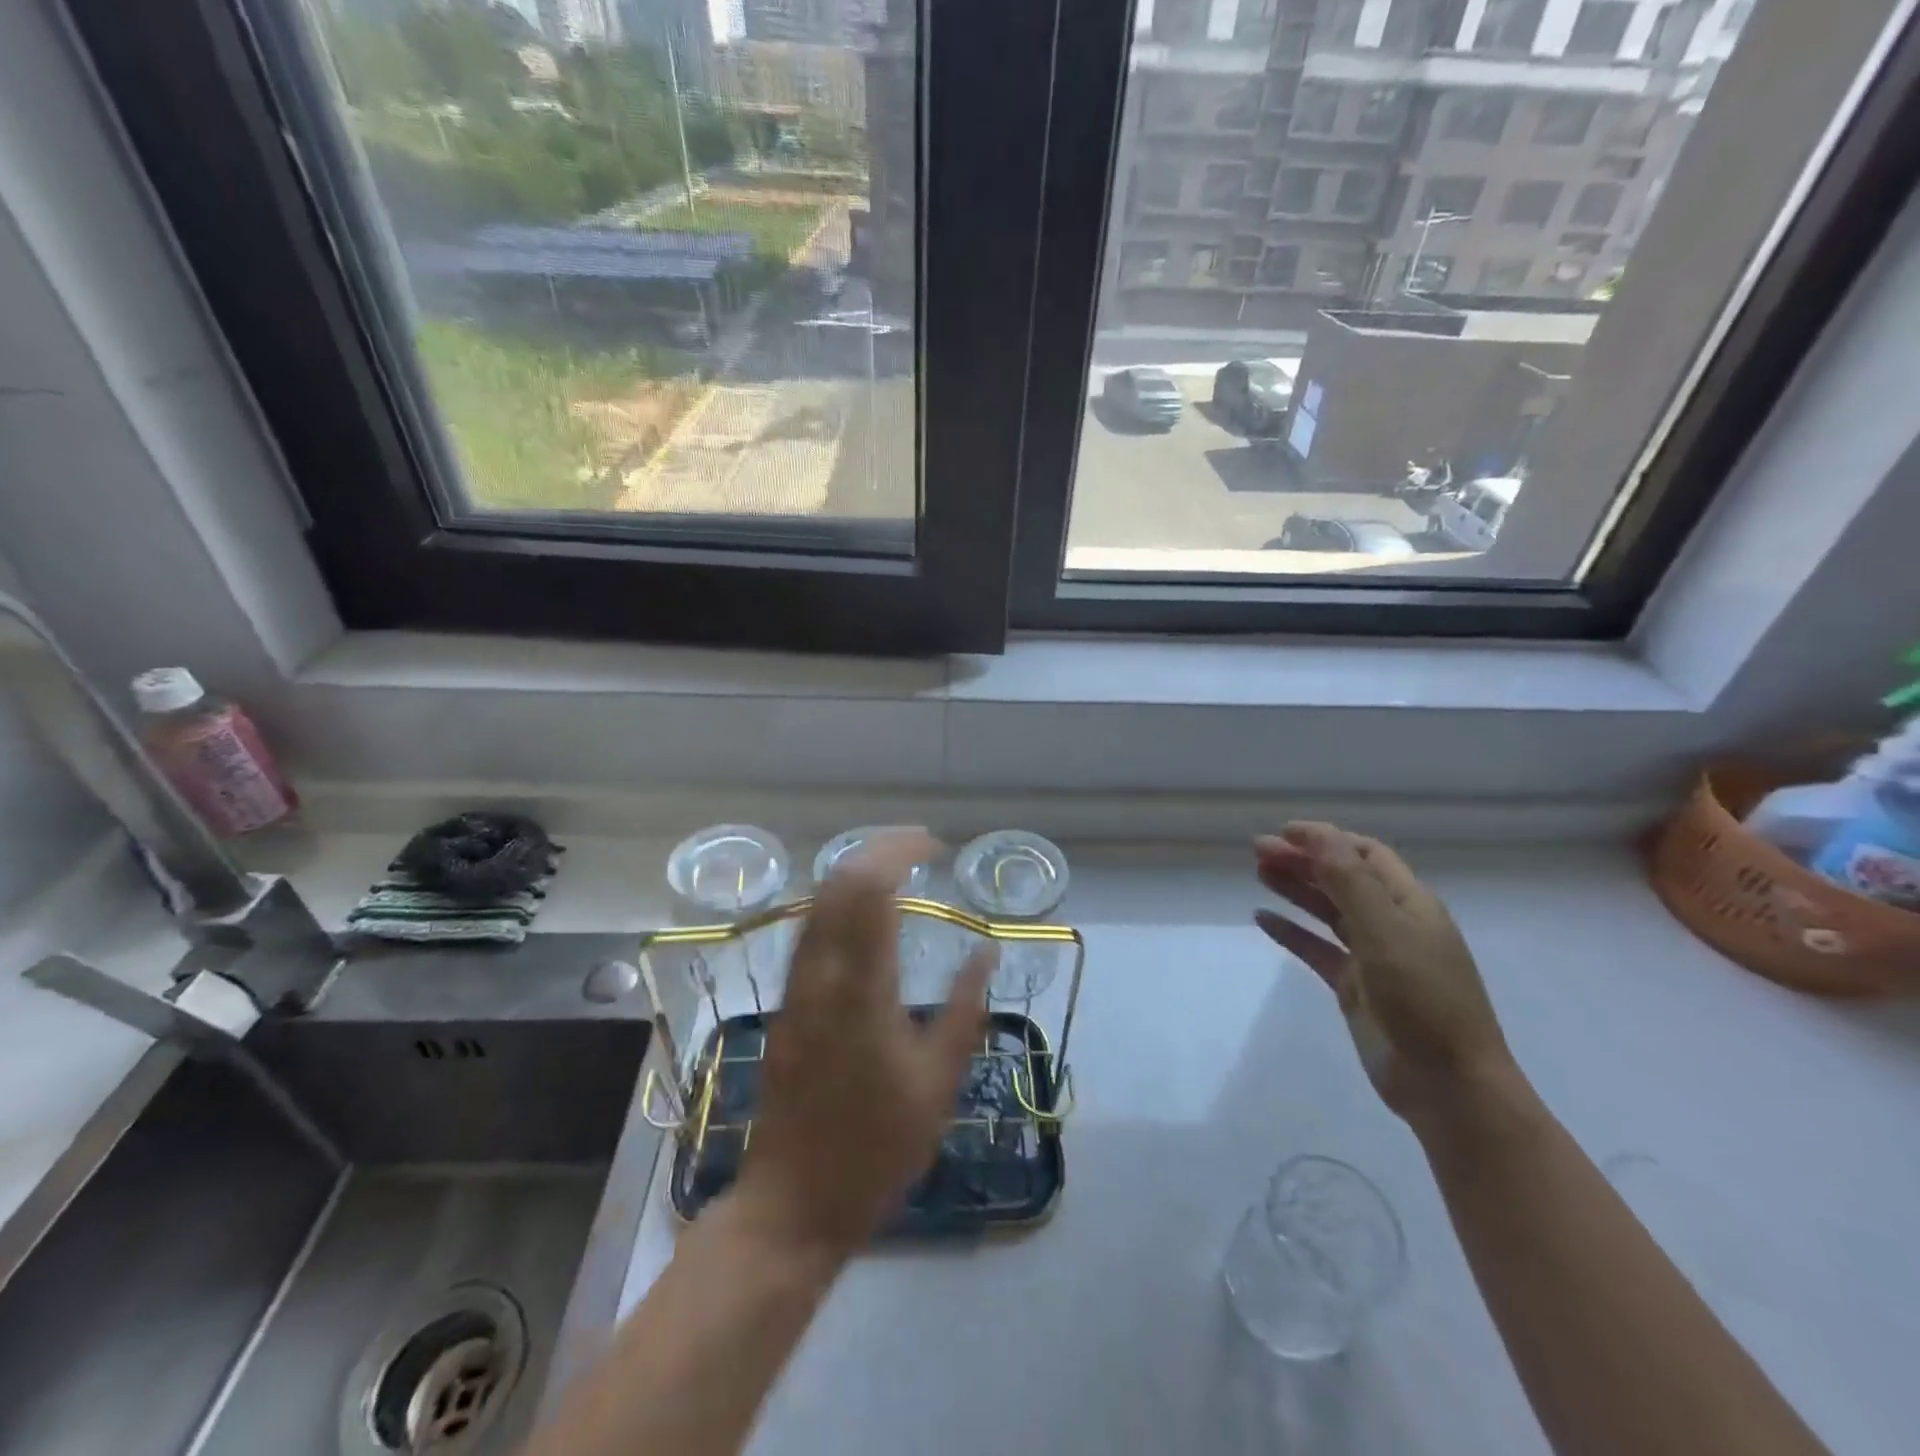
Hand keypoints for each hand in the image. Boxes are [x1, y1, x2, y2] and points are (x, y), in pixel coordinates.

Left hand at [734, 830, 992, 1258]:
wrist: (794, 1202)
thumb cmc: (877, 1148)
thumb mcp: (939, 1083)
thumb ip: (966, 1009)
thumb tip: (986, 949)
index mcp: (862, 991)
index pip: (870, 890)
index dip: (900, 852)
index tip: (936, 846)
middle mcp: (821, 976)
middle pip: (837, 882)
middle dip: (878, 849)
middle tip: (920, 846)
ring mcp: (795, 988)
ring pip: (817, 901)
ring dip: (856, 871)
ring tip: (898, 866)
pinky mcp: (785, 1003)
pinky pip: (810, 929)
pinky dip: (839, 901)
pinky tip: (865, 912)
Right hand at [1254, 822, 1517, 1124]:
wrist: (1447, 1084)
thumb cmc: (1423, 997)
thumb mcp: (1384, 930)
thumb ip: (1348, 879)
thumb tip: (1315, 832)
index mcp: (1409, 903)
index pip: (1364, 854)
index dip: (1326, 838)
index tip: (1283, 833)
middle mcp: (1391, 923)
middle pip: (1342, 878)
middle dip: (1303, 860)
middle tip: (1258, 851)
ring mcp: (1372, 956)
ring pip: (1327, 911)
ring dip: (1295, 889)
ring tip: (1259, 873)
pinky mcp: (1354, 986)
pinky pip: (1316, 948)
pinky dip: (1290, 931)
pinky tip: (1262, 920)